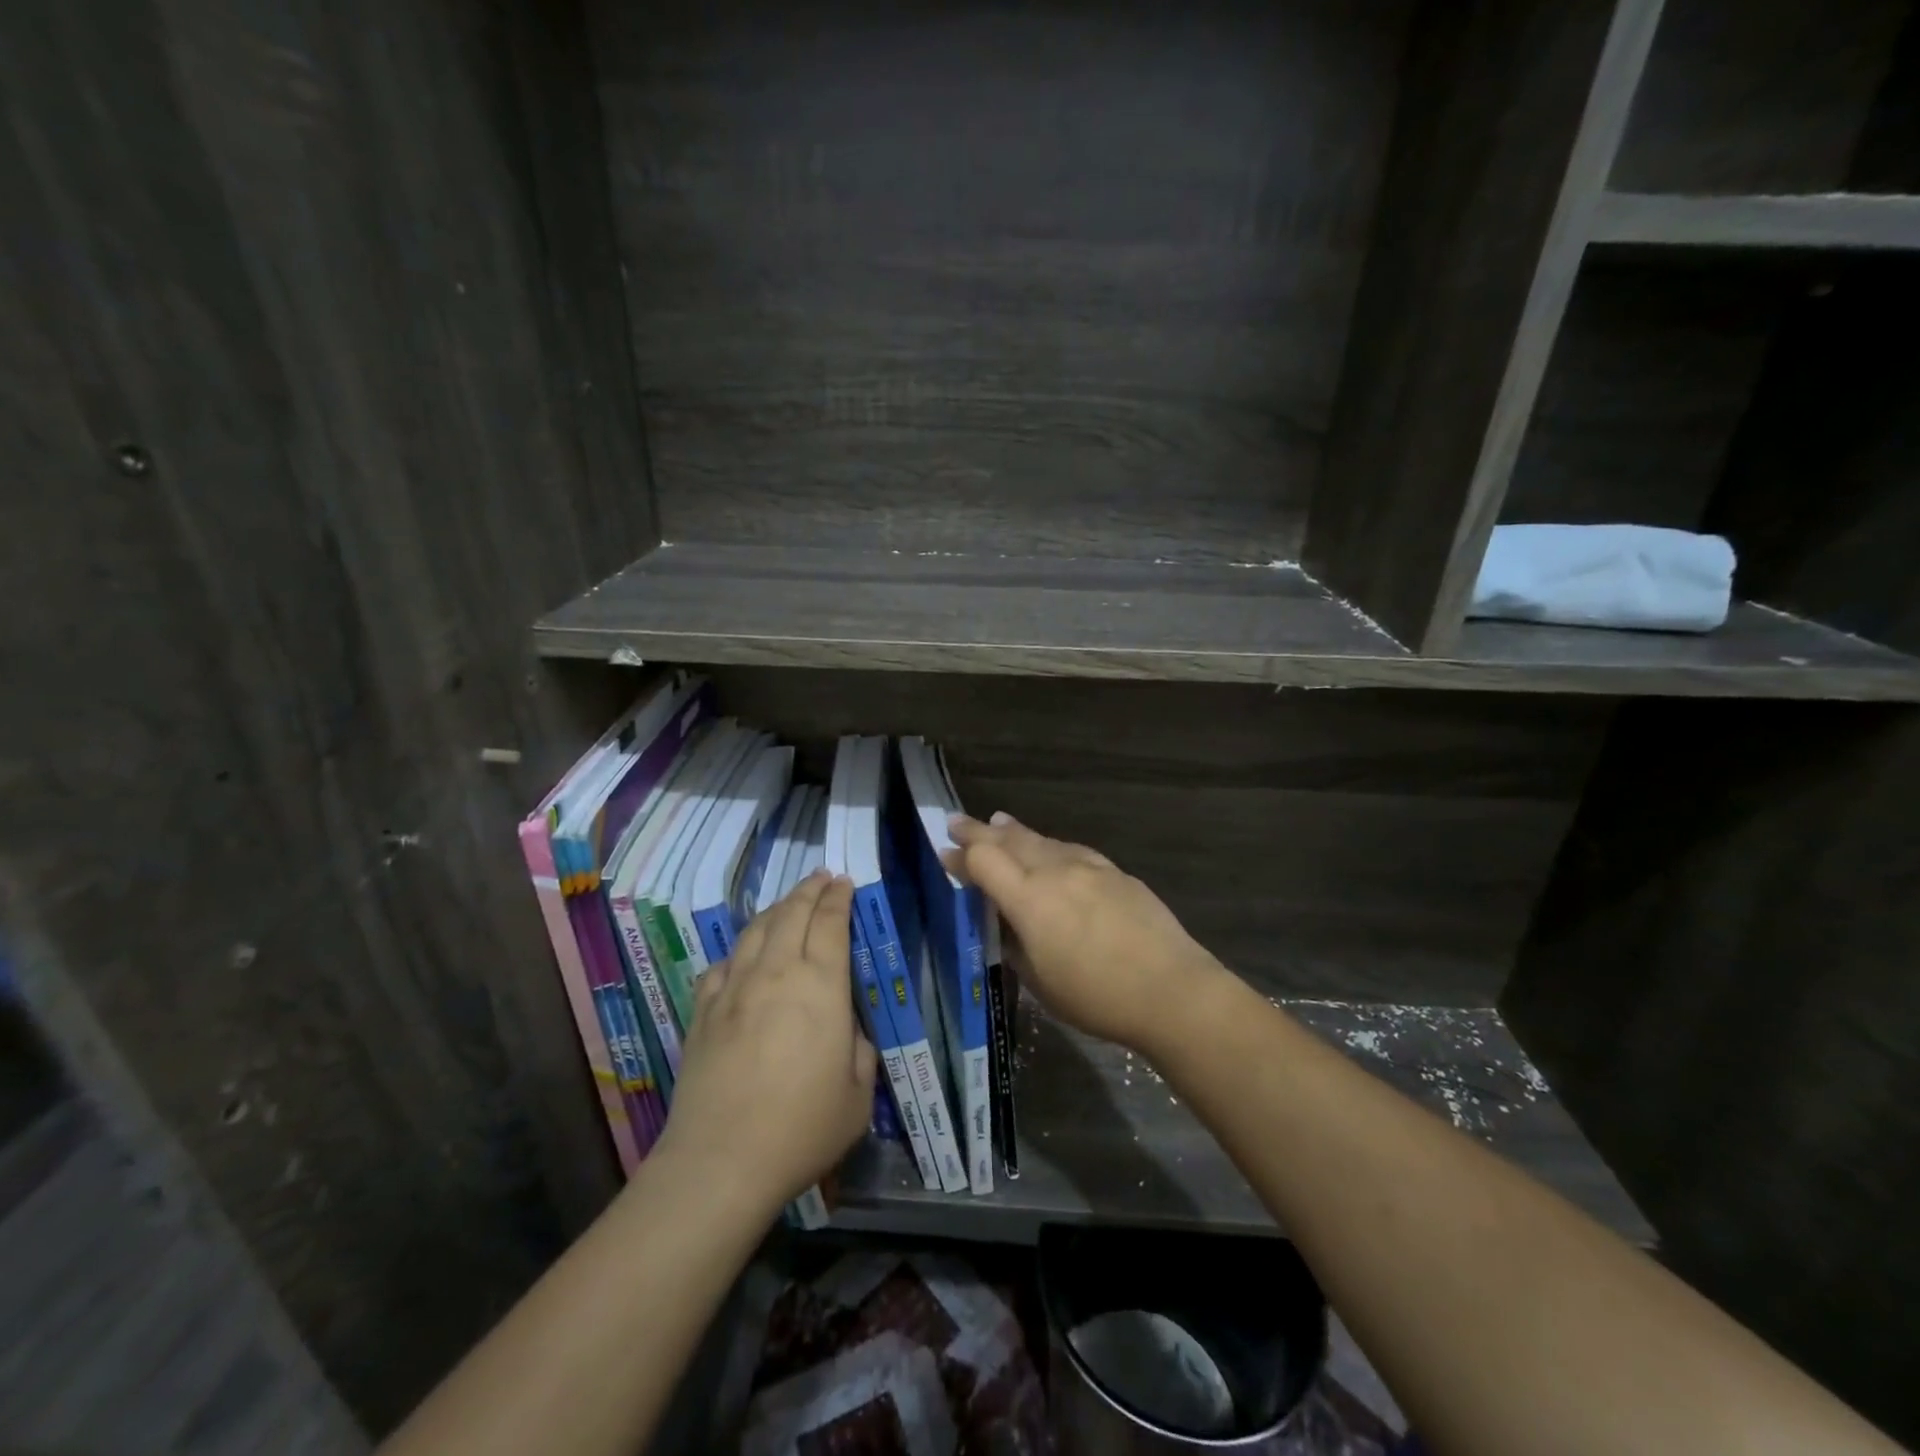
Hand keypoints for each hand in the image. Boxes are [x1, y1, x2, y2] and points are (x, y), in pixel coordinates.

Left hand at [657, 871, 877, 1213]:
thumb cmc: (802, 1128)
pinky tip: (742, 957)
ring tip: (787, 904)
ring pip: (754, 930)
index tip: (844, 882)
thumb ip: (860, 1052)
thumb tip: (848, 1033)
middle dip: (809, 889)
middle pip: (791, 913)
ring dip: (776, 909)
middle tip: (822, 878)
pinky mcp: (703, 1012)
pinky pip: (721, 965)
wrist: (720, 1161)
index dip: (839, 897)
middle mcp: (776, 973)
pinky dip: (738, 951)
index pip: (830, 922)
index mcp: (820, 986)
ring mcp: (733, 989)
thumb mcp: (858, 1095)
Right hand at [947, 813, 1228, 1055]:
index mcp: (1029, 899)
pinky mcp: (1115, 872)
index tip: (944, 853)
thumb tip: (1004, 921)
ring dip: (1015, 833)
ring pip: (1042, 840)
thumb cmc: (1097, 997)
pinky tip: (1050, 849)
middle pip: (1009, 840)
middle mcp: (1055, 871)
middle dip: (979, 831)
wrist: (1172, 989)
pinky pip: (1071, 849)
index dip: (960, 856)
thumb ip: (1014, 943)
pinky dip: (1050, 845)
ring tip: (999, 824)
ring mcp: (1089, 867)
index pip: (983, 861)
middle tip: (957, 822)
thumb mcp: (1039, 981)